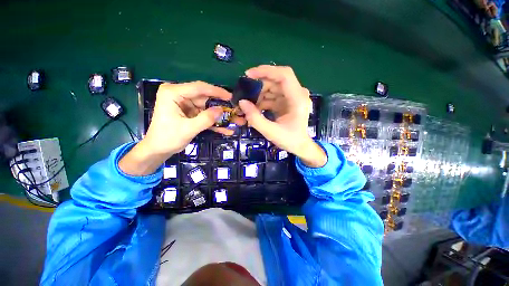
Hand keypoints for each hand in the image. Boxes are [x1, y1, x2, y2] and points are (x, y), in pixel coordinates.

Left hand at [120, 81, 243, 175]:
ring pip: (208, 107)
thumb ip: (206, 119)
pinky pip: (205, 115)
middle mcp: (180, 95)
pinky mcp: (190, 113)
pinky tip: (226, 129)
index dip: (217, 92)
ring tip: (235, 121)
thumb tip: (221, 110)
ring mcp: (186, 104)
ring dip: (221, 116)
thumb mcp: (188, 129)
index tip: (231, 97)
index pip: (199, 88)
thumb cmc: (168, 138)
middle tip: (236, 110)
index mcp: (173, 93)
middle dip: (221, 106)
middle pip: (206, 98)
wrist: (158, 150)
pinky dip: (214, 122)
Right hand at [238, 65, 326, 167]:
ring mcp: (292, 97)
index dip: (266, 71)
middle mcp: (297, 94)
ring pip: (273, 88)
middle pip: (276, 80)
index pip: (284, 75)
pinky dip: (263, 101)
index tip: (248, 75)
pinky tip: (256, 109)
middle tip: (245, 95)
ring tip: (249, 106)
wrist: (300, 146)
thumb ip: (255, 118)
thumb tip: (242, 102)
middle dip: (259, 87)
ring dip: (259, 95)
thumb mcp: (271, 132)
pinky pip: (273, 96)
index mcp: (297, 99)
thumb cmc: (290, 140)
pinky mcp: (287, 102)